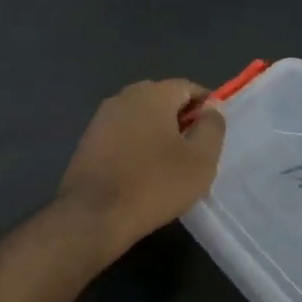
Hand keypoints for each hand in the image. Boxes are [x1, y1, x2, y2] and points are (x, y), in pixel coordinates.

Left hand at [57, 79, 224, 253]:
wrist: (94, 215)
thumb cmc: (155, 184)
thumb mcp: (200, 160)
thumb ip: (212, 127)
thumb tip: (211, 108)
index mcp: (153, 93)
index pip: (188, 87)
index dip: (206, 106)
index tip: (213, 132)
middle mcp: (124, 96)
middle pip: (162, 99)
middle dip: (180, 118)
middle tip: (194, 149)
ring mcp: (101, 117)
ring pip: (140, 117)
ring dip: (157, 132)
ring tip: (169, 163)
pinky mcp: (88, 140)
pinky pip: (122, 133)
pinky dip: (136, 144)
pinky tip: (142, 170)